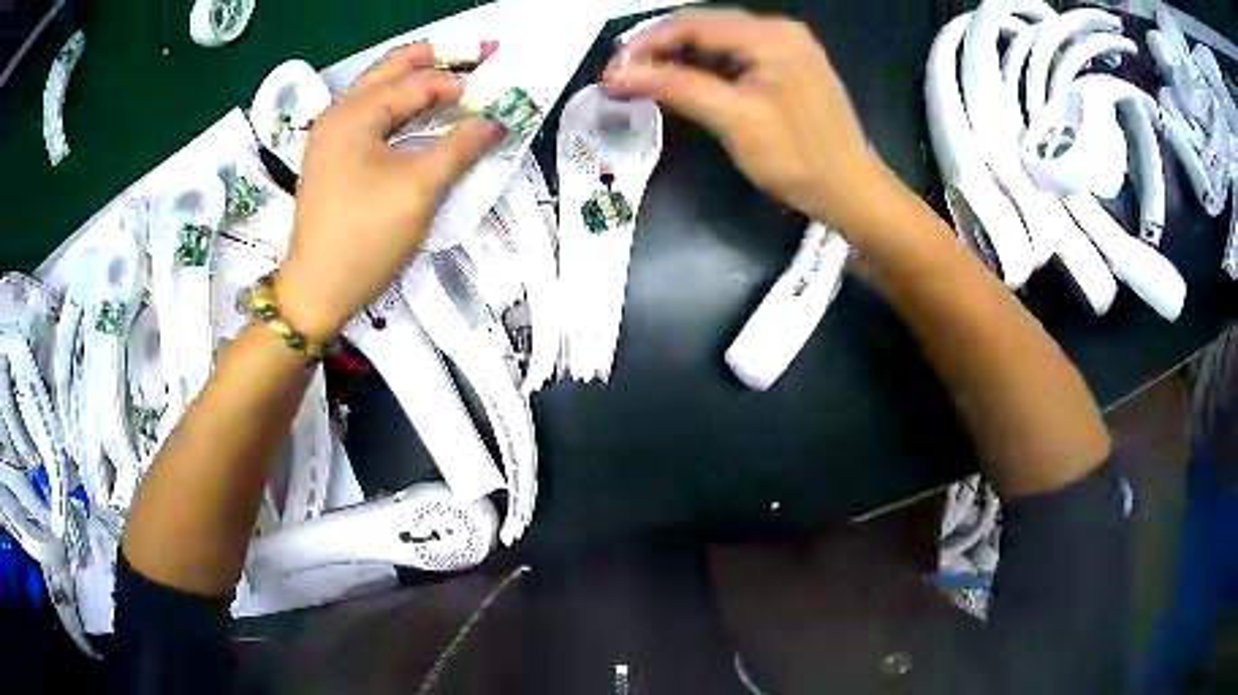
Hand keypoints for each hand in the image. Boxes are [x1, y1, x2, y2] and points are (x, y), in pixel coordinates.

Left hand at [275, 44, 503, 340]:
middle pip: (391, 69)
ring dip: (416, 82)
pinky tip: (420, 116)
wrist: (317, 290)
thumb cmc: (365, 236)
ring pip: (379, 91)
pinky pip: (370, 117)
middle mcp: (338, 114)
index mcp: (355, 113)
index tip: (493, 94)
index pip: (416, 83)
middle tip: (478, 56)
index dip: (458, 85)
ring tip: (454, 80)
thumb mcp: (419, 188)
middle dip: (435, 59)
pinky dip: (399, 109)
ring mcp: (330, 136)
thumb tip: (494, 122)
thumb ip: (460, 147)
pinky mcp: (332, 158)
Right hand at [604, 9, 902, 237]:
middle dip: (661, 49)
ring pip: (719, 41)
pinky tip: (687, 83)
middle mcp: (780, 30)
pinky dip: (708, 67)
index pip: (692, 24)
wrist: (852, 192)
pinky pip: (738, 56)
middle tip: (625, 77)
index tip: (613, 70)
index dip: (646, 43)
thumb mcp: (733, 119)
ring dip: (682, 58)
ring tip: (647, 81)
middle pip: (705, 27)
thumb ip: (675, 87)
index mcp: (769, 35)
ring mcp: (789, 47)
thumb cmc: (797, 158)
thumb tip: (618, 74)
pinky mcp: (791, 66)